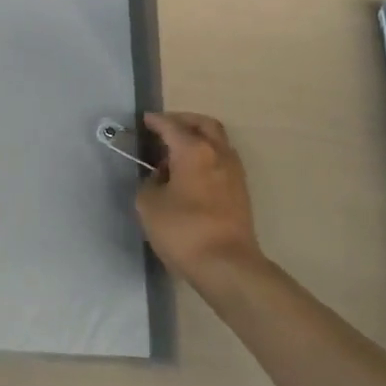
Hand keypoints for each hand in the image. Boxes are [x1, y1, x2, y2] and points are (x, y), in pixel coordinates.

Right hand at [137, 113, 262, 284]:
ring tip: (176, 152)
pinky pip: (222, 160)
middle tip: (165, 128)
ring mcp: (233, 171)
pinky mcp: (241, 191)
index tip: (144, 119)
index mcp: (193, 150)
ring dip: (198, 138)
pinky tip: (191, 172)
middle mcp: (218, 153)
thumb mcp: (149, 205)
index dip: (156, 121)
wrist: (227, 265)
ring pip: (217, 141)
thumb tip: (159, 178)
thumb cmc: (183, 230)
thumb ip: (149, 183)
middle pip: (203, 124)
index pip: (171, 126)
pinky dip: (206, 156)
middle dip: (183, 121)